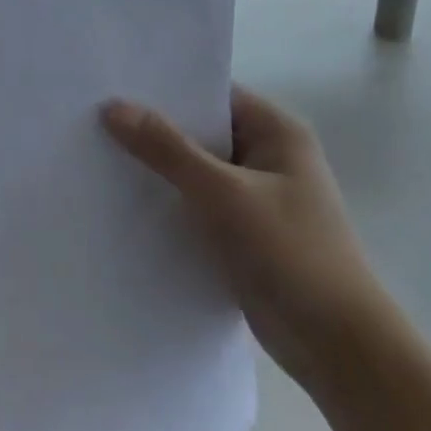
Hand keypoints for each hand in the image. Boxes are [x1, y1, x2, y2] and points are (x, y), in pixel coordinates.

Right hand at [103, 87, 390, 388]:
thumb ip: (167, 149)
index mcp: (276, 131)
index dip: (164, 88)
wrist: (337, 346)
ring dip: (158, 169)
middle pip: (200, 131)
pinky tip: (124, 203)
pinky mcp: (244, 232)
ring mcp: (256, 197)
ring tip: (97, 156)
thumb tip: (113, 106)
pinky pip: (198, 204)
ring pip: (195, 170)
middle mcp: (267, 156)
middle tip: (92, 119)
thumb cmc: (290, 253)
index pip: (212, 93)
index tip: (112, 84)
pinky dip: (169, 203)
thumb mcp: (224, 193)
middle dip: (153, 129)